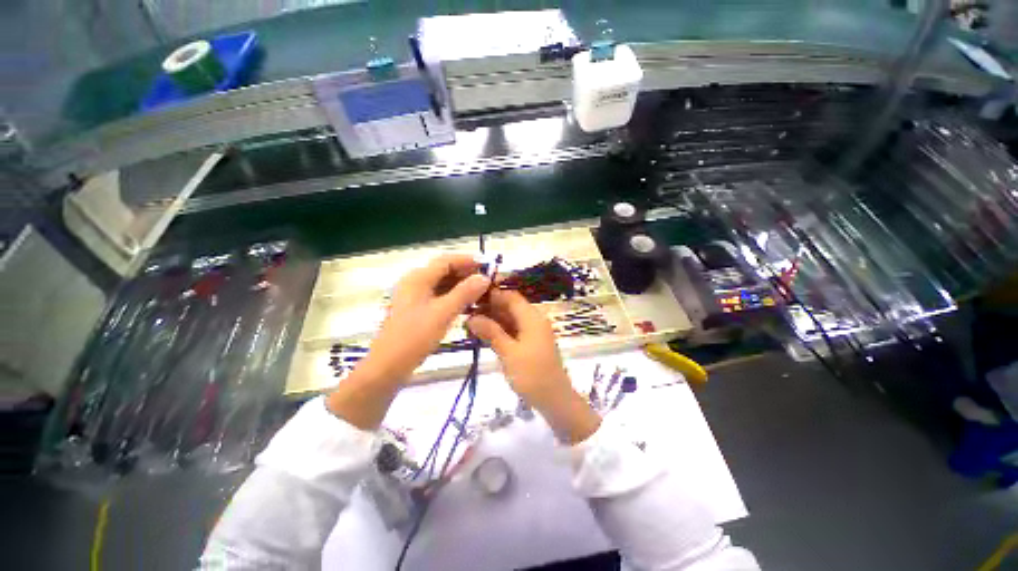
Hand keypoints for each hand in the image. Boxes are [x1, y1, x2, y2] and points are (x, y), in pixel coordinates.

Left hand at [368, 254, 489, 379]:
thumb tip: (484, 277)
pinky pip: (440, 297)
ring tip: (483, 292)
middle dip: (467, 274)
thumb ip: (465, 293)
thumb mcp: (443, 313)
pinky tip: (469, 305)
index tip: (488, 266)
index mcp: (418, 278)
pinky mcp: (418, 310)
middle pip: (445, 271)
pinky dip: (455, 297)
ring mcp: (416, 297)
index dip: (468, 260)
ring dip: (463, 286)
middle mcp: (416, 283)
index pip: (446, 260)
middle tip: (489, 281)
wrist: (388, 366)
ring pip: (443, 284)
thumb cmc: (414, 337)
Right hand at [467, 289, 600, 443]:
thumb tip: (471, 317)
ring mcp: (532, 332)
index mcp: (532, 317)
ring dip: (492, 320)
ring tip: (469, 324)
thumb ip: (491, 332)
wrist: (555, 400)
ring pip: (510, 319)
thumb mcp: (509, 353)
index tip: (470, 297)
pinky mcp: (530, 343)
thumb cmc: (532, 375)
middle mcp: (533, 320)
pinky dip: (499, 331)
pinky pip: (513, 331)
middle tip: (466, 313)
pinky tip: (483, 335)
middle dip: (489, 308)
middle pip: (510, 306)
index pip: (510, 296)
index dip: (491, 294)